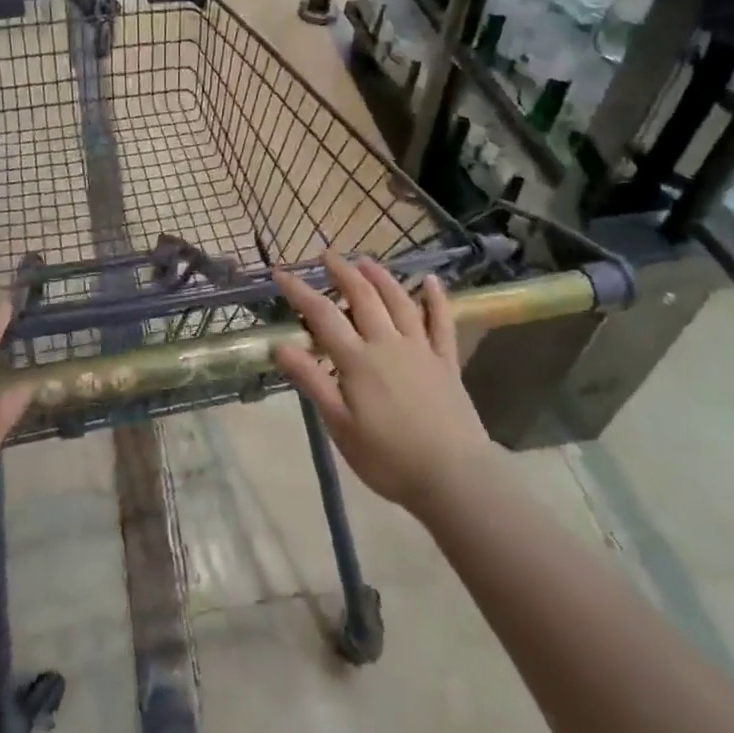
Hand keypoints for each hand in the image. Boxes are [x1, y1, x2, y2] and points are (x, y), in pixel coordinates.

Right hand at [272, 253, 491, 515]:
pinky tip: (431, 280)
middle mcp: (388, 343)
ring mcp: (421, 349)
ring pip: (399, 300)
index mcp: (357, 359)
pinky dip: (436, 298)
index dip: (299, 291)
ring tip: (365, 260)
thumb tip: (280, 346)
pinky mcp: (446, 362)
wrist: (453, 477)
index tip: (281, 273)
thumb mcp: (339, 425)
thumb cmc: (388, 457)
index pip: (322, 314)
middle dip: (342, 271)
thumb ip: (312, 381)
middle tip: (326, 254)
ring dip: (380, 276)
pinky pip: (442, 322)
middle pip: (362, 296)